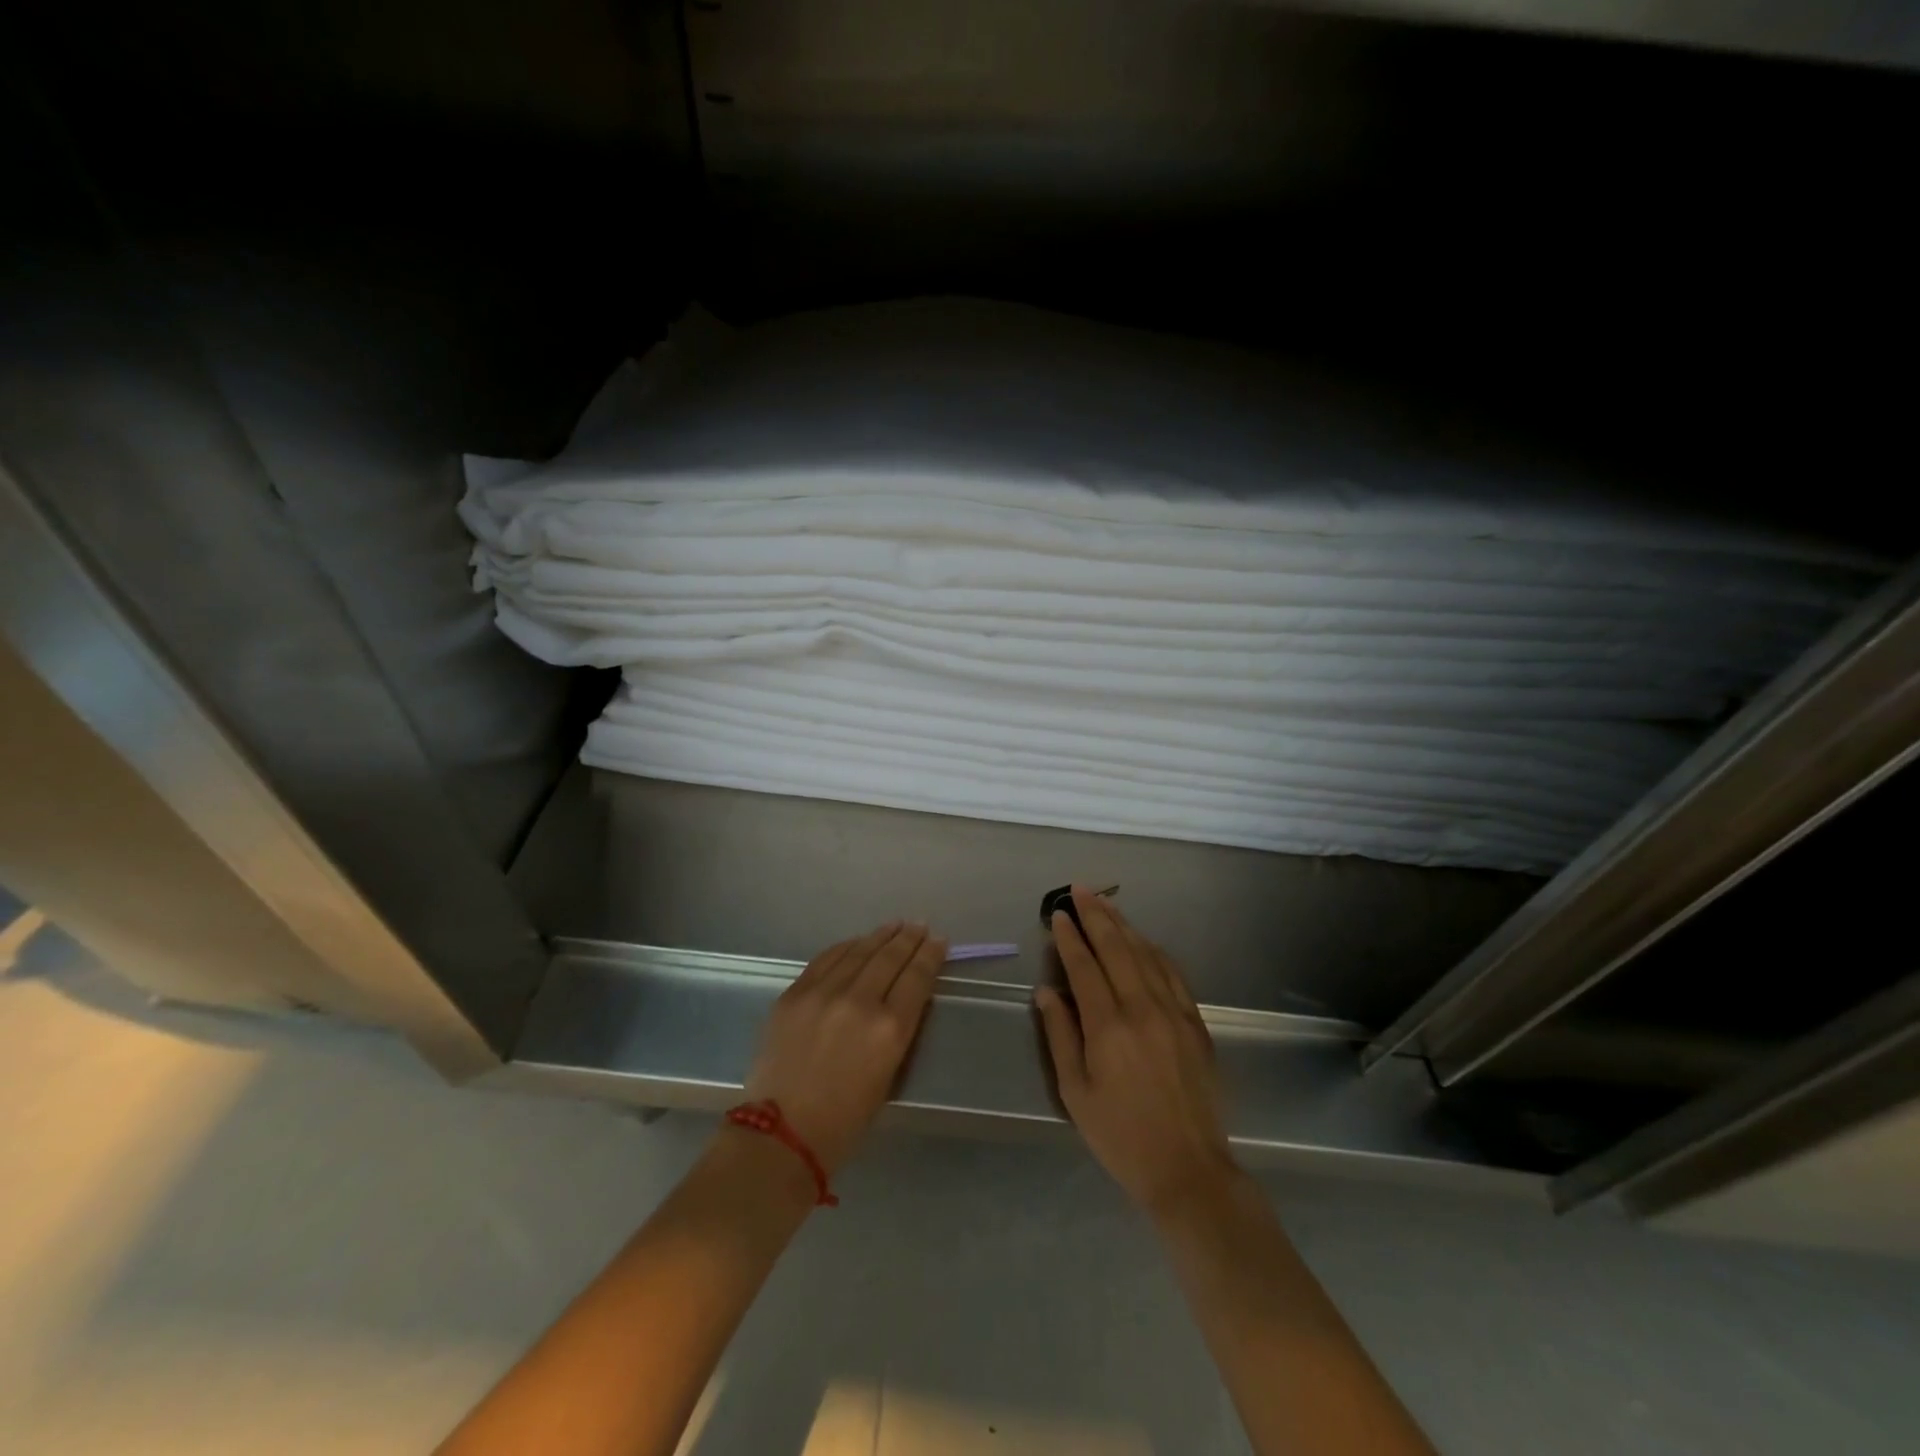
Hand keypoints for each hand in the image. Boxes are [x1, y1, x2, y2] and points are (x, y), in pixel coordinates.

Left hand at [743, 922, 946, 1175]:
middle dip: (908, 939)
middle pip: (890, 958)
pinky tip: (856, 942)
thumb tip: (902, 1000)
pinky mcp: (795, 993)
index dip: (930, 955)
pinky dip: (846, 947)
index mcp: (890, 1029)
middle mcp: (860, 1001)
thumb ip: (896, 1032)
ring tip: (894, 926)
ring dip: (879, 936)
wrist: (779, 1136)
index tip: (939, 941)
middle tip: (919, 926)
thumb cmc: (843, 1122)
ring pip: (858, 952)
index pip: (917, 978)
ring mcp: (823, 993)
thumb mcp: (888, 1077)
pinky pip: (826, 959)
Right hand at [1035, 889, 1239, 1214]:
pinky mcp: (1195, 1023)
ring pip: (1146, 954)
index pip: (1084, 966)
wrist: (1188, 1169)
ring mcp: (1174, 1013)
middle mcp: (1142, 1009)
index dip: (1069, 937)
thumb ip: (1059, 1035)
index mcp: (1108, 1026)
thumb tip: (1046, 991)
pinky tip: (1144, 940)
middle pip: (1117, 949)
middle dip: (1096, 915)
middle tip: (1080, 890)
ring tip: (1106, 903)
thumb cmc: (1120, 1136)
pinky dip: (1155, 951)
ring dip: (1124, 925)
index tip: (1058, 914)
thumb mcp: (1075, 1092)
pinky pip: (1173, 974)